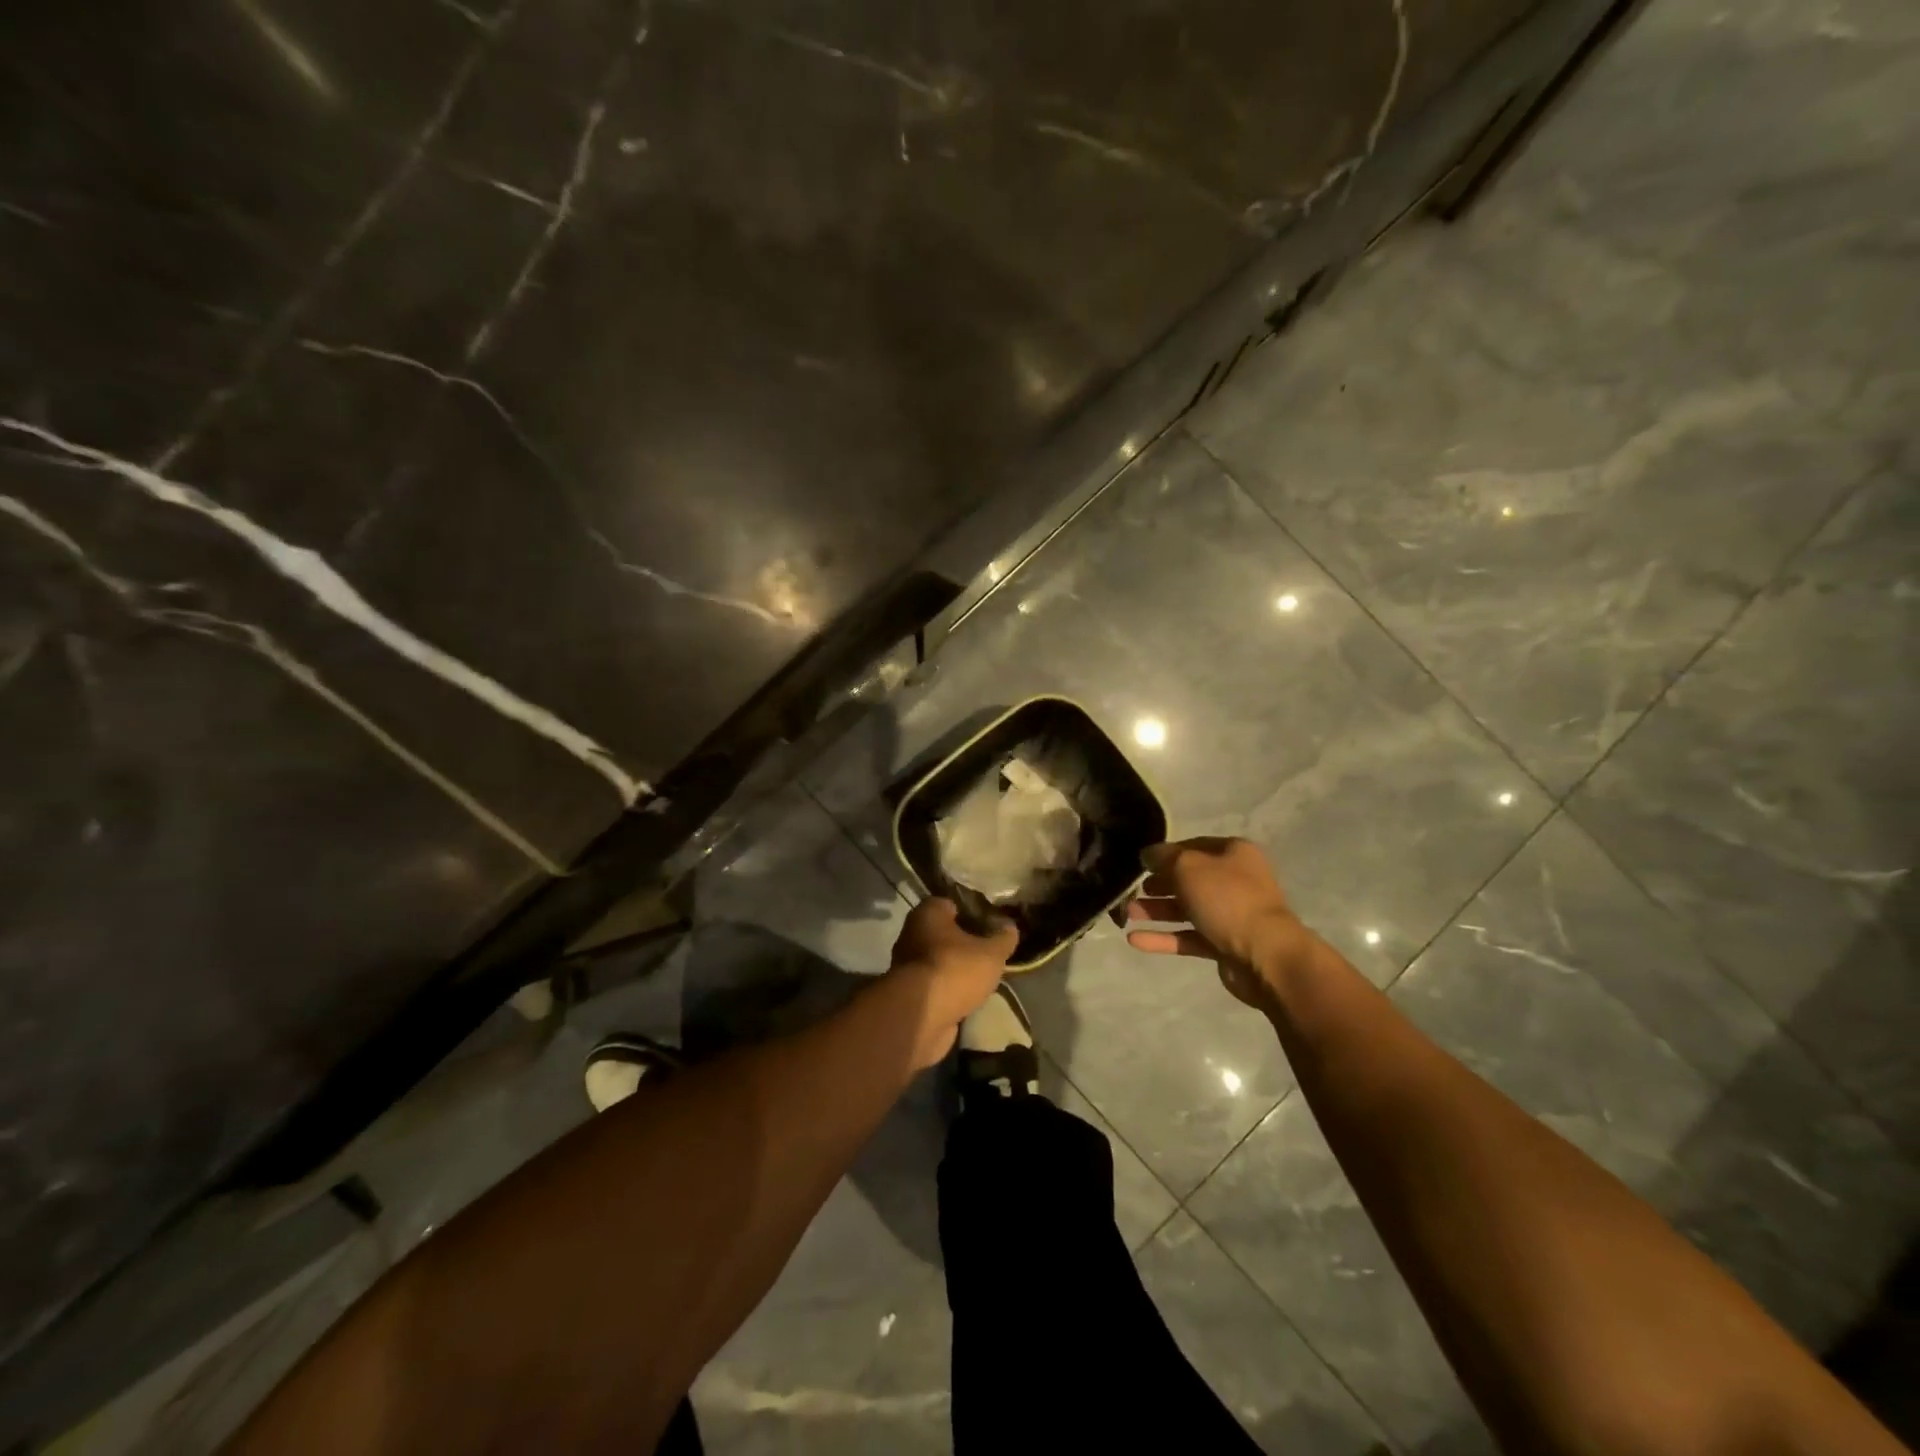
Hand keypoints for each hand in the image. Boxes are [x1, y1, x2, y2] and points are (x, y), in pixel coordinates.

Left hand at [888, 897, 1018, 1066]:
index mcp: (928, 913)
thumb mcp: (991, 953)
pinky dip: (948, 989)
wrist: (920, 1016)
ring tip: (982, 977)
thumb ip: (1003, 938)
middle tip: (989, 952)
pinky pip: (934, 983)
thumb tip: (1010, 926)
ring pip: (939, 960)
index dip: (974, 914)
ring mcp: (907, 964)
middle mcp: (912, 933)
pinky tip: (967, 997)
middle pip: (945, 933)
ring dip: (956, 968)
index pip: (953, 905)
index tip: (992, 926)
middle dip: (965, 943)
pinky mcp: (908, 992)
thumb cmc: (955, 970)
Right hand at [1125, 837, 1315, 1011]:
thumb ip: (1164, 858)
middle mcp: (1235, 881)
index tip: (1140, 863)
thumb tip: (1148, 854)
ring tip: (1127, 915)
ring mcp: (1231, 915)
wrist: (1265, 956)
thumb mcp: (1188, 867)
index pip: (1193, 846)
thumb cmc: (1227, 899)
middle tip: (1131, 890)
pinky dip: (1164, 938)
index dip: (1165, 853)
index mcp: (1234, 854)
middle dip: (1158, 885)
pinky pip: (1189, 937)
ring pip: (1187, 909)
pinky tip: (1135, 940)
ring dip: (1156, 911)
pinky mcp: (1225, 945)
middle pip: (1189, 879)